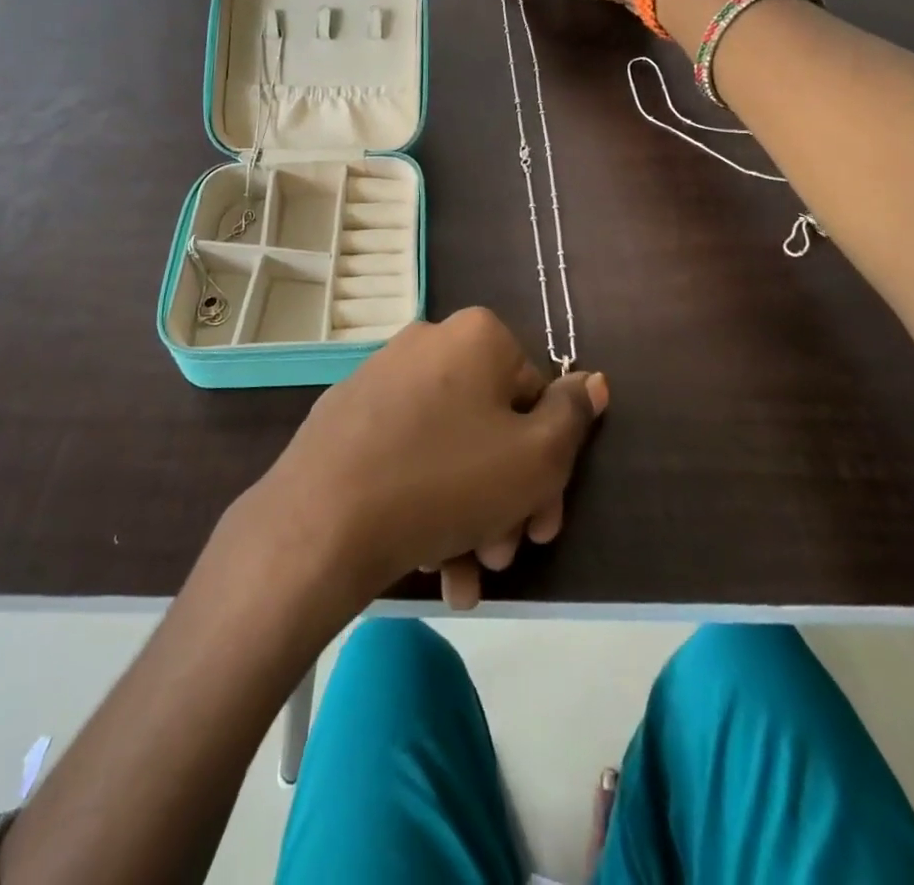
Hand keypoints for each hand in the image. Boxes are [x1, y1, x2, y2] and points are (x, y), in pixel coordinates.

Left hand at [252, 308, 608, 609]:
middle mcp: (428, 343)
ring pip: (450, 449)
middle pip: (491, 426)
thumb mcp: (537, 457)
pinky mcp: (347, 415)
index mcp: (477, 336)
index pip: (536, 398)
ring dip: (469, 515)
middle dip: (507, 499)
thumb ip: (573, 416)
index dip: (549, 468)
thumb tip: (593, 379)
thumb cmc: (447, 481)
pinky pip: (407, 454)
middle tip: (504, 556)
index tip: (543, 524)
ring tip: (464, 576)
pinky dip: (426, 502)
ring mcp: (381, 377)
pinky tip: (430, 563)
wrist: (321, 520)